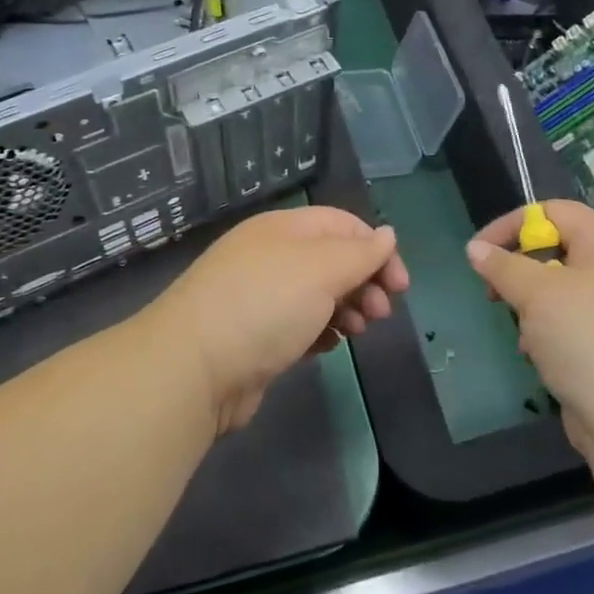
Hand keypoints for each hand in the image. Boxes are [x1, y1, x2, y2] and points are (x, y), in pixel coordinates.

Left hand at [145, 206, 409, 433]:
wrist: (193, 369)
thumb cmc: (264, 306)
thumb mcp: (321, 269)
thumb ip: (360, 253)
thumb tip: (387, 234)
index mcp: (283, 229)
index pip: (342, 224)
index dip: (376, 249)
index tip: (400, 286)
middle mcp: (270, 256)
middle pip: (332, 260)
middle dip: (364, 282)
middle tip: (382, 313)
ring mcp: (259, 297)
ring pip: (318, 295)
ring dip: (347, 308)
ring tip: (358, 331)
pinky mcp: (254, 337)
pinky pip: (299, 325)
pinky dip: (320, 331)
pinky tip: (328, 347)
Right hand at [466, 200, 593, 459]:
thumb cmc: (588, 341)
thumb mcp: (537, 294)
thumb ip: (503, 266)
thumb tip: (475, 248)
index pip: (555, 211)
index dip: (513, 224)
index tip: (480, 251)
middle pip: (558, 250)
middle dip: (519, 269)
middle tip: (494, 292)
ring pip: (561, 292)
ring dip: (532, 306)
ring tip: (522, 331)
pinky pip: (571, 325)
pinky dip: (548, 334)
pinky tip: (538, 356)